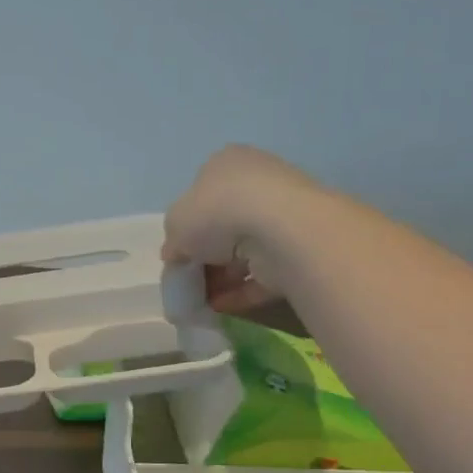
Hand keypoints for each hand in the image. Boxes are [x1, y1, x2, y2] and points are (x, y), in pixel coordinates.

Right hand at [162, 145, 321, 313]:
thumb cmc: (218, 212)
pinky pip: (264, 272)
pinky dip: (242, 291)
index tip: (178, 254)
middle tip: (190, 281)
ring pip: (245, 251)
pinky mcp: (300, 248)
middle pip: (224, 225)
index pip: (201, 195)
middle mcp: (258, 183)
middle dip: (206, 257)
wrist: (280, 229)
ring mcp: (283, 215)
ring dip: (222, 277)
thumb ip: (173, 241)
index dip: (186, 227)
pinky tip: (222, 308)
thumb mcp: (174, 224)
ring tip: (202, 301)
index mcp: (226, 164)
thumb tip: (177, 256)